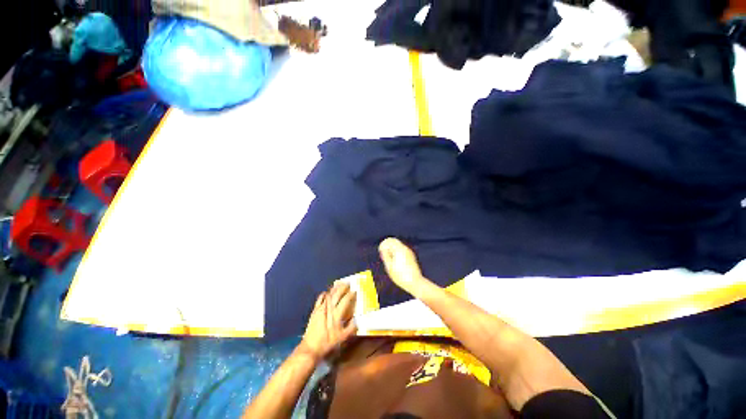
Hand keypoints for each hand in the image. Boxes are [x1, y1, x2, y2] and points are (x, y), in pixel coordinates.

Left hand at [300, 282, 357, 361]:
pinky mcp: (314, 311)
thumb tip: (357, 320)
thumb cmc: (328, 342)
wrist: (311, 347)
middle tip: (348, 283)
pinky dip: (324, 294)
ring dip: (335, 288)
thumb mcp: (342, 338)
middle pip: (337, 294)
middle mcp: (329, 308)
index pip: (345, 300)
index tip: (354, 291)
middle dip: (343, 287)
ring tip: (339, 284)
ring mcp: (321, 308)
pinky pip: (320, 299)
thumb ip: (351, 328)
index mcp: (337, 314)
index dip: (350, 295)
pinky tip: (326, 292)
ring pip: (329, 295)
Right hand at [379, 237, 431, 295]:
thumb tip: (383, 249)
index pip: (389, 240)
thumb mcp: (389, 266)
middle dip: (388, 247)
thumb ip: (385, 255)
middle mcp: (405, 248)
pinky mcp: (411, 257)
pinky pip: (402, 251)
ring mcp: (409, 252)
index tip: (381, 252)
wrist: (415, 283)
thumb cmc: (400, 276)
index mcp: (399, 249)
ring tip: (390, 261)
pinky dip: (397, 253)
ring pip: (398, 246)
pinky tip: (396, 263)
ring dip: (393, 250)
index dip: (383, 244)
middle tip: (384, 256)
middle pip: (394, 242)